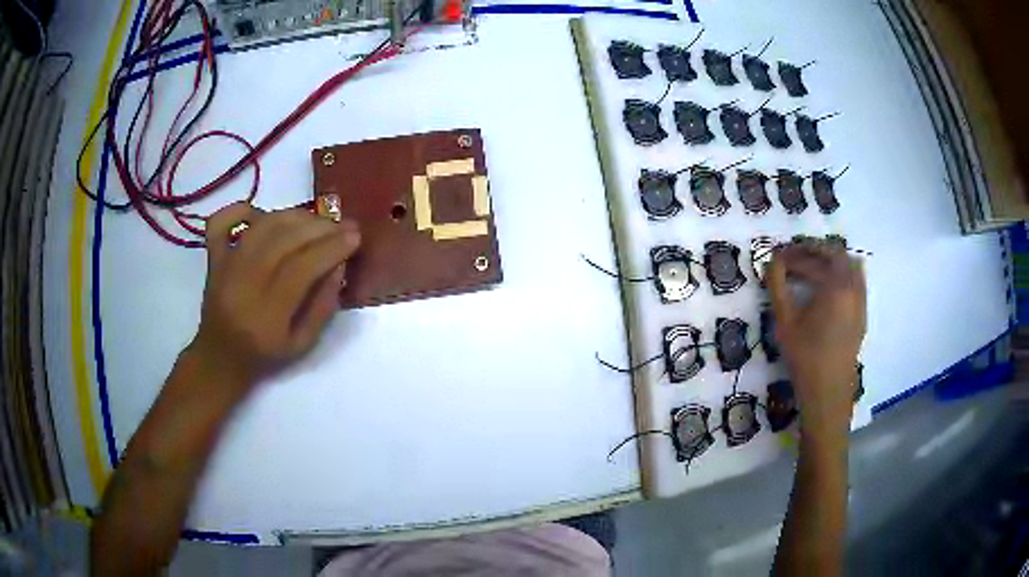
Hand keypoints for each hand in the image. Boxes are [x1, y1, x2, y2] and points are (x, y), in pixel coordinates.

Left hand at [186, 202, 360, 393]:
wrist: (220, 358)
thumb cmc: (264, 356)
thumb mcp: (303, 345)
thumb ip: (323, 307)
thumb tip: (339, 265)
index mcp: (266, 315)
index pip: (301, 268)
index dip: (331, 248)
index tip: (355, 237)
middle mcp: (242, 284)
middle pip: (283, 240)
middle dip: (320, 227)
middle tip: (344, 224)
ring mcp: (224, 267)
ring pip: (262, 226)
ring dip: (294, 215)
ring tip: (317, 220)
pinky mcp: (213, 257)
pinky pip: (220, 222)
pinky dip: (241, 208)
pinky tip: (263, 213)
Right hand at [767, 241, 865, 435]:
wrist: (828, 392)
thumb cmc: (805, 357)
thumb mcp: (785, 322)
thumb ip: (777, 287)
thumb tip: (772, 262)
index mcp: (835, 286)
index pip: (813, 259)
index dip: (793, 254)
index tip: (777, 256)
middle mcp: (853, 287)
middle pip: (836, 254)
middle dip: (814, 250)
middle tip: (795, 256)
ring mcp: (861, 300)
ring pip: (850, 265)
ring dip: (831, 260)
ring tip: (812, 267)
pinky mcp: (862, 313)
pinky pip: (856, 281)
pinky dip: (842, 274)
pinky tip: (827, 288)